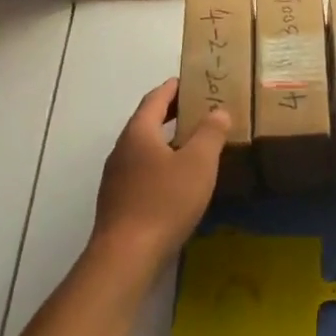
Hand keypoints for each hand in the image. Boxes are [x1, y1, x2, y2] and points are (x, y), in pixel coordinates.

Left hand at [90, 79, 227, 277]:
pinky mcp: (119, 201)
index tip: (188, 80)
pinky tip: (178, 180)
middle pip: (146, 122)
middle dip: (170, 113)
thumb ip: (210, 133)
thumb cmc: (164, 201)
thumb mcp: (198, 163)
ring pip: (144, 149)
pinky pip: (142, 171)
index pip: (155, 99)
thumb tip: (218, 111)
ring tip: (193, 144)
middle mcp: (122, 150)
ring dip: (166, 141)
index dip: (173, 88)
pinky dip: (161, 164)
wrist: (126, 255)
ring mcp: (116, 177)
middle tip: (197, 110)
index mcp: (138, 133)